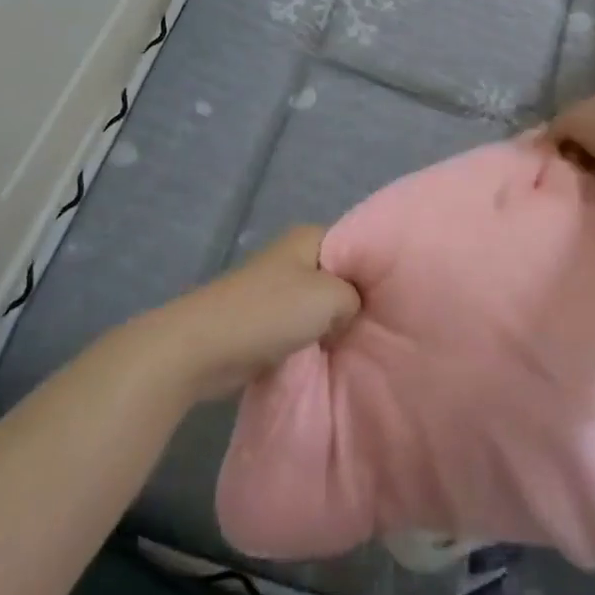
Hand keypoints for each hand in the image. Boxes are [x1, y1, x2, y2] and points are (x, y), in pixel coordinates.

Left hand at [143, 227, 360, 400]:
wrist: (203, 347)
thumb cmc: (270, 312)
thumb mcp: (331, 297)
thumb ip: (355, 298)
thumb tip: (348, 311)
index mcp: (308, 238)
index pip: (355, 247)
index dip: (373, 272)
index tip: (391, 300)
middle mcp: (292, 257)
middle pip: (337, 278)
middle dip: (352, 302)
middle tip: (379, 327)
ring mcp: (274, 290)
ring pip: (318, 306)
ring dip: (330, 326)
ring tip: (357, 345)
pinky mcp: (262, 321)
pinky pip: (299, 328)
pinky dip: (310, 342)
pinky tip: (326, 357)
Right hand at [548, 86, 594, 216]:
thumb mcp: (577, 117)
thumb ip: (557, 128)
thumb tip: (543, 144)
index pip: (583, 121)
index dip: (564, 138)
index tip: (549, 157)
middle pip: (594, 150)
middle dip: (577, 165)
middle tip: (560, 180)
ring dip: (593, 186)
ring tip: (576, 197)